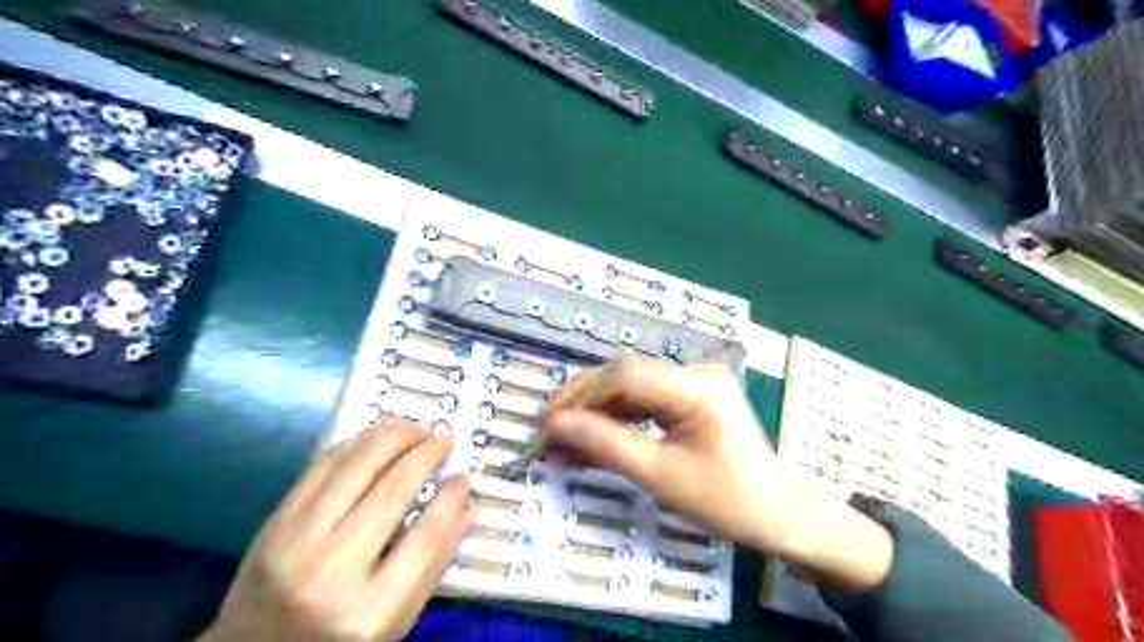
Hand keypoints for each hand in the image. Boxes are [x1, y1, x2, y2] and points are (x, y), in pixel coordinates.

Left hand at [199, 418, 477, 641]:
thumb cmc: (336, 640)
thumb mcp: (394, 621)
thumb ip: (432, 564)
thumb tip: (465, 505)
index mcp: (369, 612)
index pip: (426, 537)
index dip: (451, 499)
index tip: (465, 477)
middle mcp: (330, 572)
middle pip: (392, 490)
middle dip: (426, 454)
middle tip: (445, 438)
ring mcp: (294, 543)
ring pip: (355, 466)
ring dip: (392, 436)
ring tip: (417, 426)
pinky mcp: (273, 523)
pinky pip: (322, 467)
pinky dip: (356, 443)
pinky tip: (378, 435)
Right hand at [541, 357, 892, 591]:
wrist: (778, 513)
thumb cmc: (727, 501)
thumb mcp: (660, 477)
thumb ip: (606, 447)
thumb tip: (556, 426)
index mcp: (696, 387)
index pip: (625, 376)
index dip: (581, 397)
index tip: (547, 425)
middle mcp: (694, 374)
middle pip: (624, 376)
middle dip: (582, 403)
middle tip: (548, 432)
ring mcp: (692, 384)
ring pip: (628, 389)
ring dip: (595, 414)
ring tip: (564, 443)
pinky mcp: (688, 399)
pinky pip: (643, 403)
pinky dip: (616, 422)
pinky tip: (592, 442)